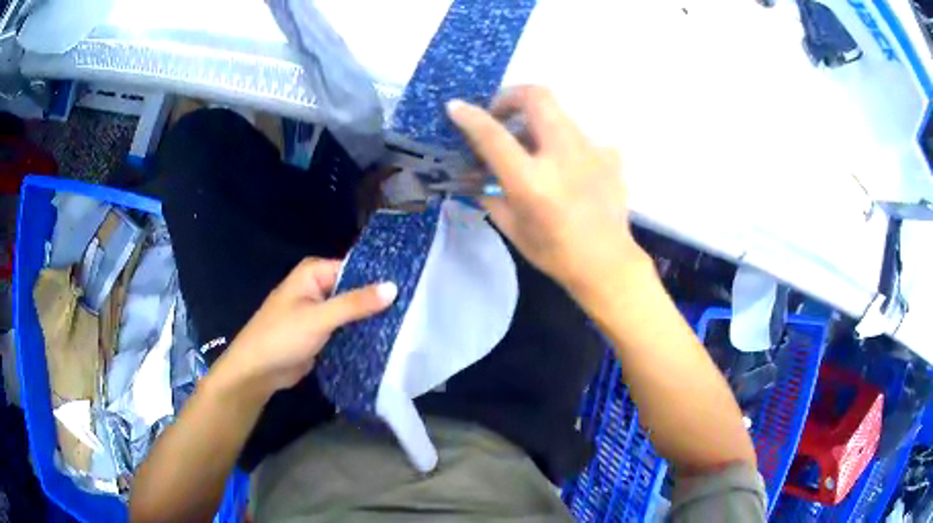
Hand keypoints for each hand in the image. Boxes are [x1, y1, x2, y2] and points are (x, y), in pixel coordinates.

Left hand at [212, 258, 397, 399]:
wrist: (257, 371)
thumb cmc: (282, 336)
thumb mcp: (319, 317)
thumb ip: (355, 303)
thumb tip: (394, 287)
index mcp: (314, 273)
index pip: (355, 268)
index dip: (380, 277)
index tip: (411, 286)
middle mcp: (318, 287)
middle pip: (355, 290)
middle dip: (378, 301)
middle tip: (415, 308)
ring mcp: (320, 312)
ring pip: (353, 312)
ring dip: (372, 320)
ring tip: (409, 324)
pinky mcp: (322, 333)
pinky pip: (347, 329)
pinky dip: (361, 334)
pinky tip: (387, 340)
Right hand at [447, 86, 646, 295]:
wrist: (608, 264)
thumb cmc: (555, 253)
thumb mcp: (511, 227)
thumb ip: (488, 194)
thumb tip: (473, 172)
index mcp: (533, 181)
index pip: (494, 136)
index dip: (470, 117)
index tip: (455, 107)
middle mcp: (563, 156)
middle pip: (537, 97)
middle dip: (511, 96)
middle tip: (501, 115)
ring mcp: (592, 151)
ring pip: (558, 113)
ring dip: (536, 121)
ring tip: (531, 146)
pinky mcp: (610, 155)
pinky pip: (579, 135)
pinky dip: (562, 143)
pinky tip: (564, 165)